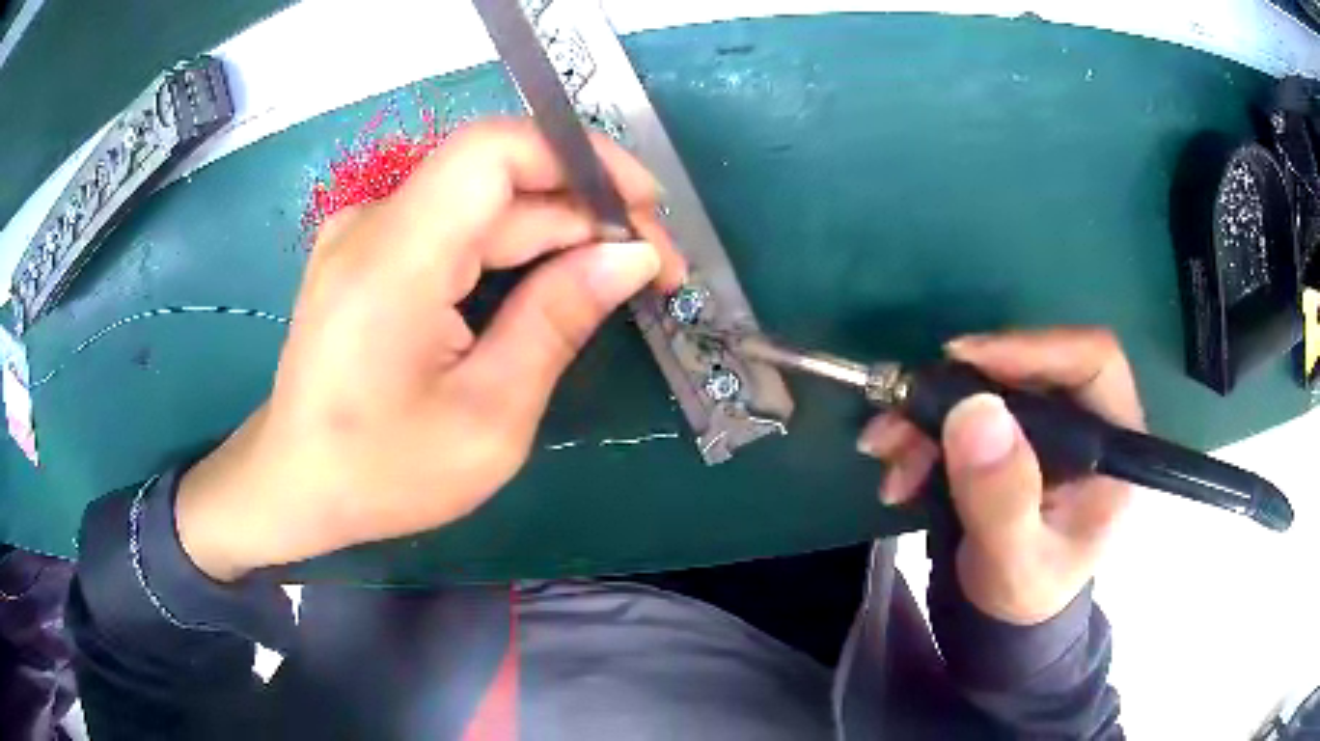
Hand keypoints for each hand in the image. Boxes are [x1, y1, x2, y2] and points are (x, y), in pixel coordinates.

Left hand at [176, 119, 684, 580]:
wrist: (294, 484)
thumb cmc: (382, 472)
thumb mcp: (487, 419)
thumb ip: (557, 322)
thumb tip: (633, 256)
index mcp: (395, 258)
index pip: (496, 150)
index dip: (582, 158)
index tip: (647, 208)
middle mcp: (375, 221)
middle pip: (500, 179)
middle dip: (589, 212)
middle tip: (656, 268)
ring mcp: (368, 230)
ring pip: (484, 203)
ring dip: (558, 231)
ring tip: (619, 277)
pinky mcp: (371, 249)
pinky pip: (457, 226)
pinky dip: (515, 247)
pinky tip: (554, 282)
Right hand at [857, 328, 1143, 624]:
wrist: (1005, 614)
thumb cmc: (1025, 595)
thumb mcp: (1015, 564)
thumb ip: (1002, 500)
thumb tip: (976, 411)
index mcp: (1112, 445)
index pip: (1091, 359)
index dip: (1032, 348)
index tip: (964, 362)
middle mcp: (1084, 421)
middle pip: (1028, 366)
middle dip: (958, 388)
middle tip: (902, 410)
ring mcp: (1046, 425)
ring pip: (988, 385)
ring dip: (929, 413)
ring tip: (885, 450)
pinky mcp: (1011, 434)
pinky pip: (964, 410)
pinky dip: (924, 431)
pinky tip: (897, 466)